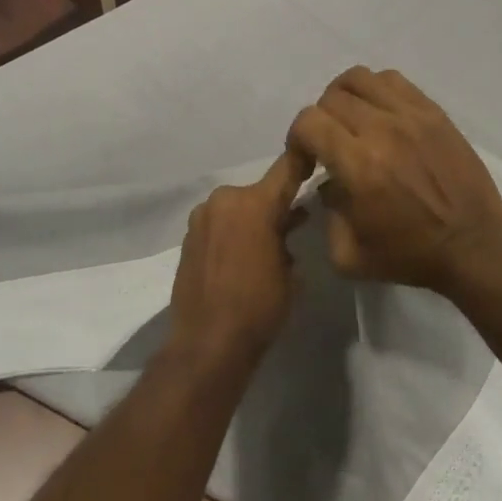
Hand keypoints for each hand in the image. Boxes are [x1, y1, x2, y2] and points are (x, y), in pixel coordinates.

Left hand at [165, 149, 308, 377]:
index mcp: (254, 202)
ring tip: (266, 245)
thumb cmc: (259, 306)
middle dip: (273, 206)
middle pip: (257, 193)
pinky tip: (240, 257)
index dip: (301, 162)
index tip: (313, 157)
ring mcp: (202, 216)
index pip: (284, 169)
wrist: (207, 343)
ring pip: (236, 208)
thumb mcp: (289, 271)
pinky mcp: (188, 235)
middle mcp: (225, 199)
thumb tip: (289, 221)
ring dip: (250, 220)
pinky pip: (218, 224)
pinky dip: (231, 232)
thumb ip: (288, 235)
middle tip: (292, 224)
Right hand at [288, 67, 501, 296]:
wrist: (474, 245)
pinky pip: (391, 80)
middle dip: (320, 121)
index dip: (297, 139)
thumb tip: (325, 182)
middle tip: (330, 144)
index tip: (307, 160)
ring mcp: (410, 115)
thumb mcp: (349, 256)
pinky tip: (380, 114)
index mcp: (359, 166)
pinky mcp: (432, 111)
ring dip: (344, 98)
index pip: (308, 122)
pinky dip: (375, 90)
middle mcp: (382, 130)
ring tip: (351, 121)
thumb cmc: (411, 255)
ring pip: (359, 79)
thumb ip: (325, 214)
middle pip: (331, 99)